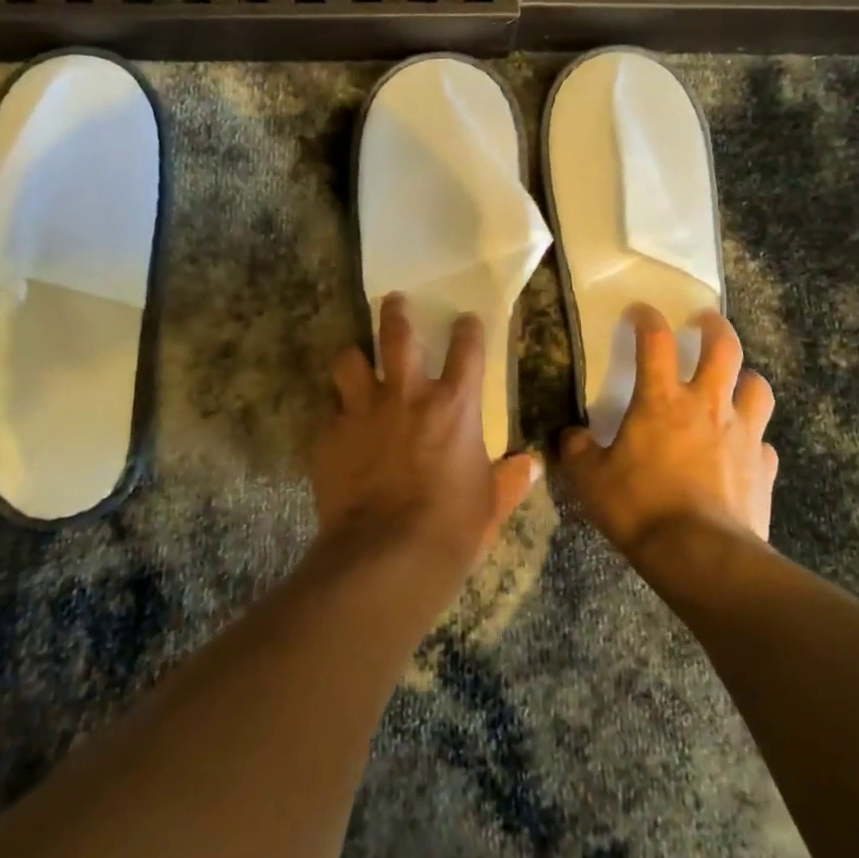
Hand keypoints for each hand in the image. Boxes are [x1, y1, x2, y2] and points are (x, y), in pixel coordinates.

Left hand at [312, 294, 541, 587]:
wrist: (387, 555)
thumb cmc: (451, 528)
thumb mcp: (489, 505)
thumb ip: (508, 480)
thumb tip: (531, 466)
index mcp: (454, 406)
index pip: (467, 350)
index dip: (468, 329)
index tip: (466, 320)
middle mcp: (407, 396)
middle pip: (398, 336)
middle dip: (396, 314)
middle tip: (394, 302)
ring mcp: (363, 412)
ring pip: (349, 362)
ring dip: (352, 359)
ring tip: (353, 360)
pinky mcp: (330, 436)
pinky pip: (327, 413)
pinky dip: (334, 415)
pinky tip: (335, 427)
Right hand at [557, 305, 776, 560]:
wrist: (701, 557)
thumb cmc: (641, 508)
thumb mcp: (591, 481)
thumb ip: (579, 452)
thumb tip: (571, 437)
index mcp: (662, 401)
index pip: (655, 341)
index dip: (647, 318)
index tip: (640, 311)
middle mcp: (707, 406)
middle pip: (724, 348)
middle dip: (715, 327)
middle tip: (705, 321)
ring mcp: (742, 435)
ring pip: (757, 387)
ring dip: (746, 379)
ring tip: (735, 382)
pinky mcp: (763, 468)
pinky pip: (764, 442)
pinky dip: (754, 438)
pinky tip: (744, 449)